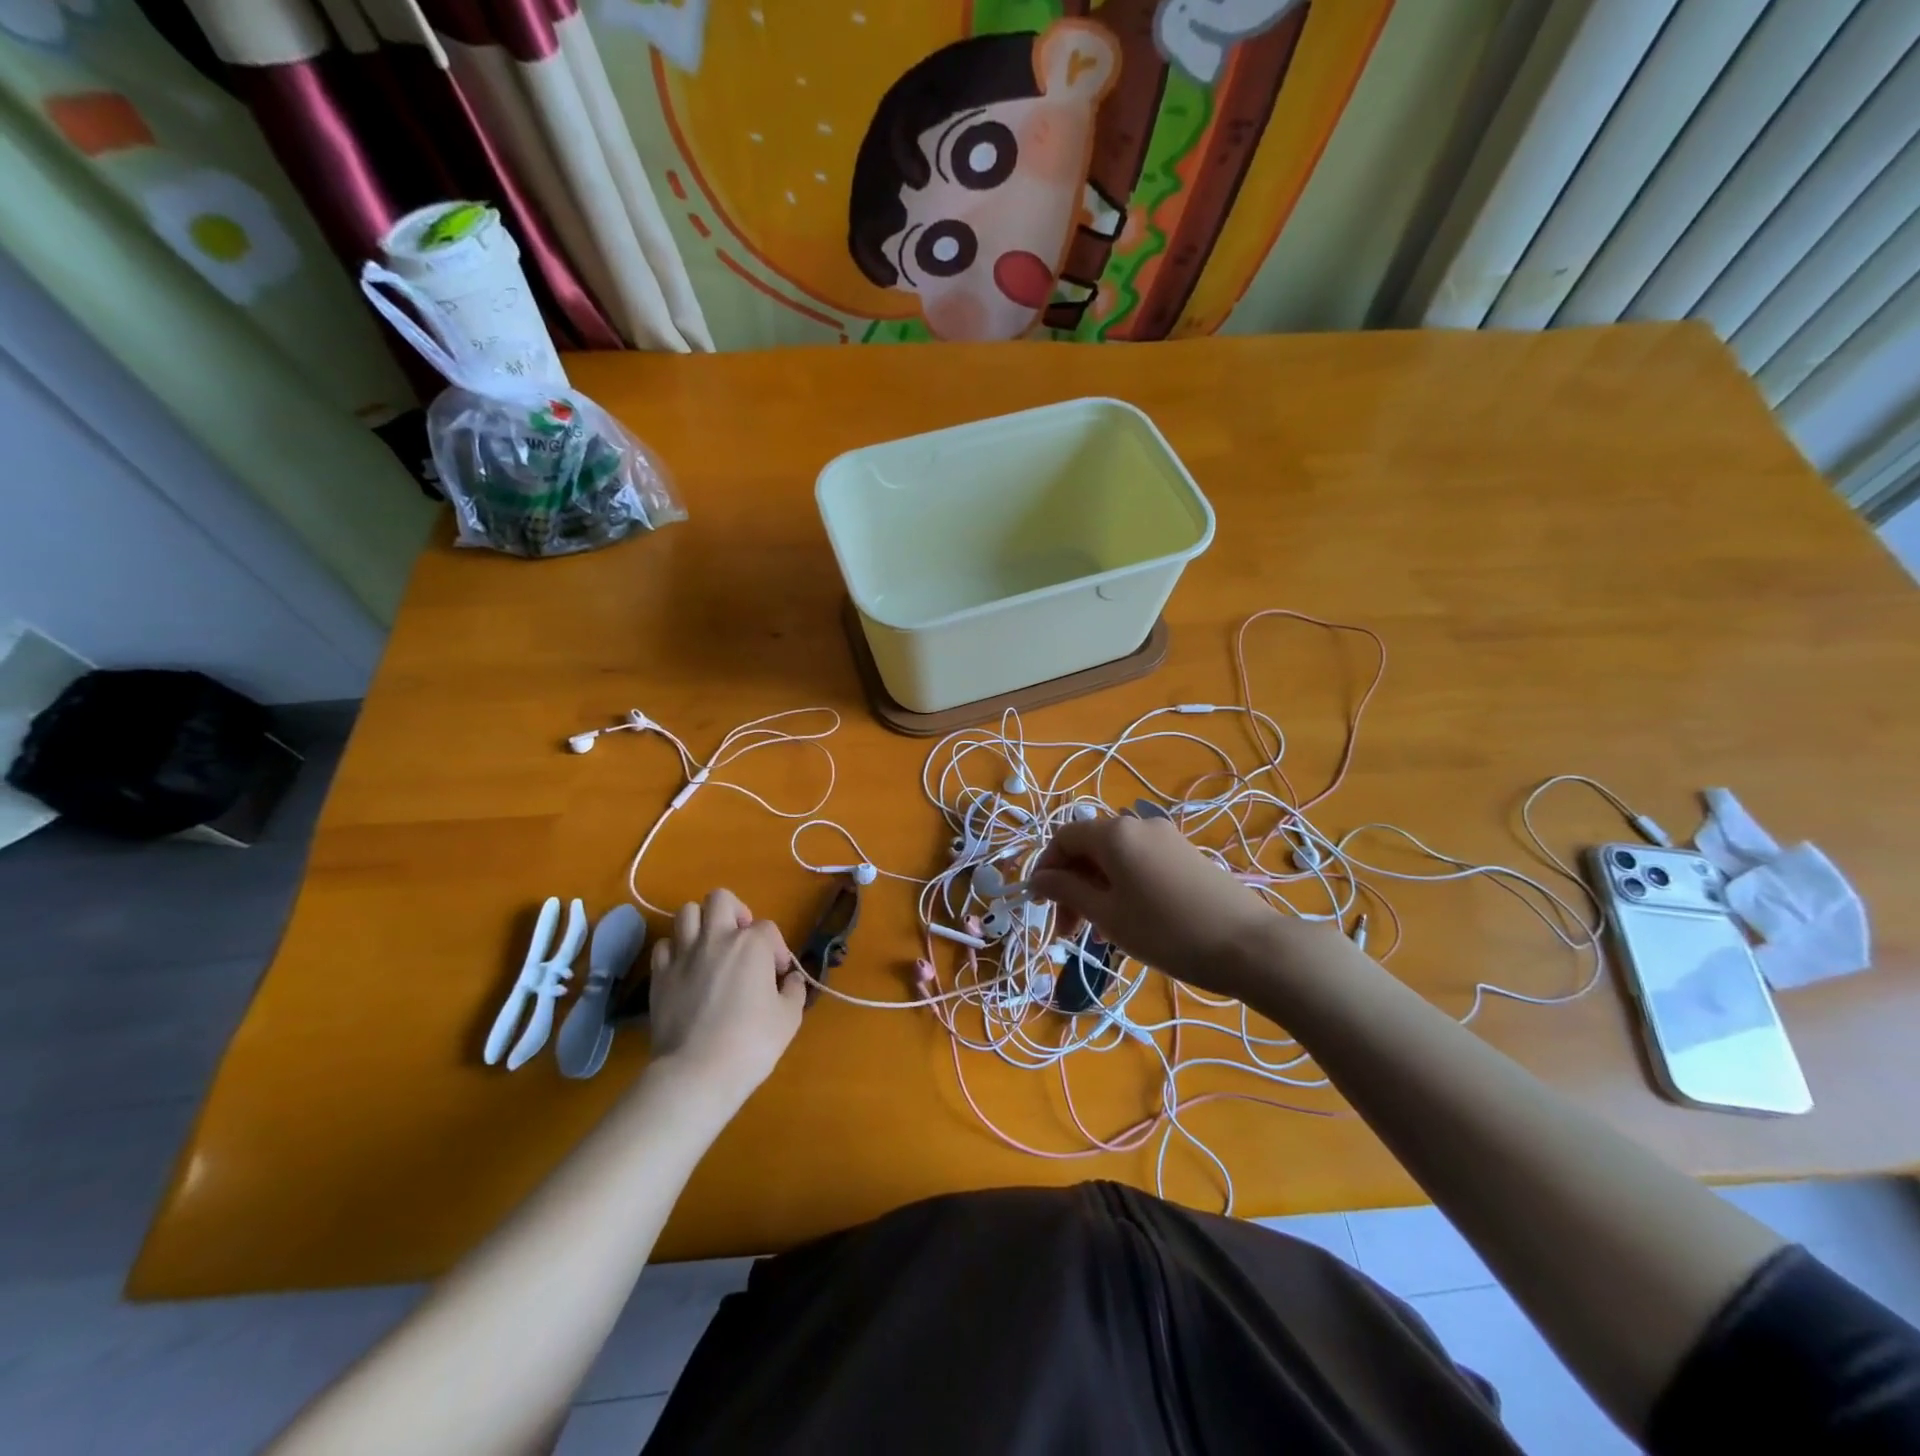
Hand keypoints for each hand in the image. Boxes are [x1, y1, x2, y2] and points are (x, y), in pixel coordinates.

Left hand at [645, 889, 804, 1101]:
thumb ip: (794, 991)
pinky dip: (676, 950)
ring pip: (687, 912)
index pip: (768, 928)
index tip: (778, 976)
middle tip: (741, 939)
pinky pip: (664, 945)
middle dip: (734, 912)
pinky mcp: (659, 974)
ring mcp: (683, 954)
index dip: (777, 949)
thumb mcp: (789, 1018)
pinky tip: (685, 968)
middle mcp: (715, 938)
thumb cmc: (751, 1043)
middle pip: (720, 899)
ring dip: (701, 923)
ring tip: (710, 947)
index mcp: (751, 944)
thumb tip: (791, 980)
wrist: (697, 1073)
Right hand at [1029, 814, 1286, 998]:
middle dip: (1070, 886)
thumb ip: (1068, 892)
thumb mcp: (1108, 915)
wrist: (1249, 945)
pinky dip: (1122, 887)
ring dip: (1095, 890)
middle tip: (1068, 932)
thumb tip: (1038, 879)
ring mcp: (1166, 838)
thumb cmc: (1167, 931)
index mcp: (1114, 833)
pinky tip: (1128, 922)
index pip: (1063, 838)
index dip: (1046, 869)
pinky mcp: (1186, 855)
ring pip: (1114, 859)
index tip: (1040, 906)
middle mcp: (1138, 825)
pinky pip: (1139, 864)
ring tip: (1097, 934)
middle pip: (1089, 847)